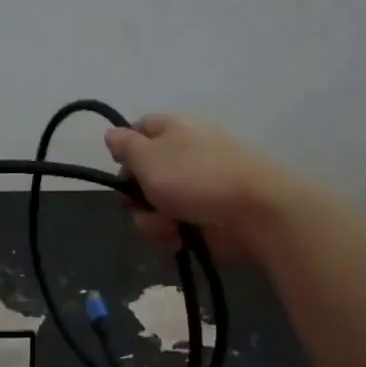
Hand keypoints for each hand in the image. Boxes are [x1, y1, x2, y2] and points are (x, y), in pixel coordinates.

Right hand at [103, 114, 297, 259]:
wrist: (254, 213)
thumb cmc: (195, 177)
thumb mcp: (149, 157)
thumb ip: (125, 146)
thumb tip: (111, 132)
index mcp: (173, 131)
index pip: (140, 128)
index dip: (124, 147)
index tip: (118, 166)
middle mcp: (184, 156)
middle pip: (141, 175)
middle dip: (134, 195)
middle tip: (136, 203)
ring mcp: (195, 188)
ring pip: (152, 206)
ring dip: (151, 219)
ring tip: (167, 225)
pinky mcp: (204, 217)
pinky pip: (172, 226)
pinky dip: (171, 233)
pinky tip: (180, 237)